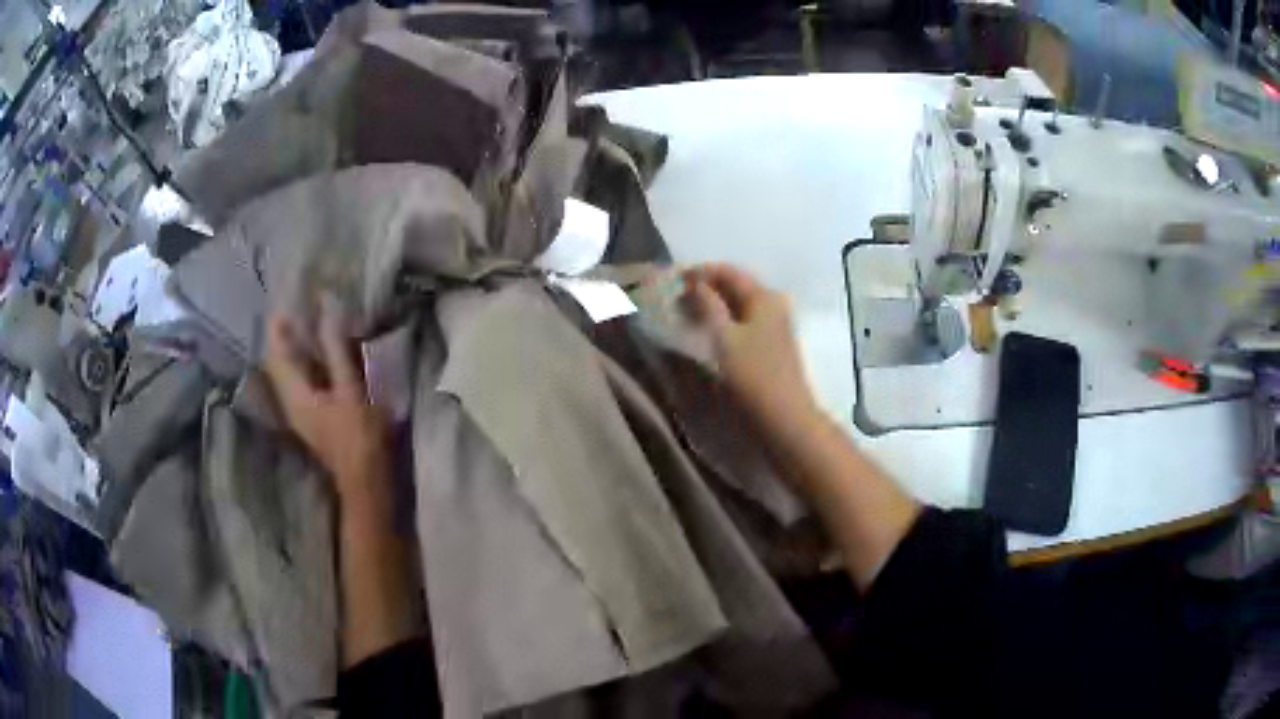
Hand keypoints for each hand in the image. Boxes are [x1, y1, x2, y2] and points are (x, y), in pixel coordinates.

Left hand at [262, 302, 391, 513]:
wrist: (366, 479)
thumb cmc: (360, 435)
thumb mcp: (351, 389)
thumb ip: (337, 351)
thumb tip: (327, 313)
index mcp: (295, 395)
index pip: (276, 354)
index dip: (277, 327)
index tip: (287, 302)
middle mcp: (290, 402)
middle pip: (277, 363)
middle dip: (283, 336)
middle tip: (300, 309)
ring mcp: (299, 412)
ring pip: (287, 373)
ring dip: (294, 349)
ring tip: (310, 325)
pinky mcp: (310, 417)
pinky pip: (299, 382)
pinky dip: (304, 364)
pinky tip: (319, 355)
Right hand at [683, 263, 818, 430]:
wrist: (785, 416)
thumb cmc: (753, 375)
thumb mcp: (724, 337)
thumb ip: (708, 305)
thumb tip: (694, 283)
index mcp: (763, 296)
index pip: (727, 271)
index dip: (698, 272)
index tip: (672, 280)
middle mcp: (773, 303)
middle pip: (734, 285)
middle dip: (704, 288)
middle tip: (674, 298)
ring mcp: (775, 323)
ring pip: (738, 303)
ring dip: (712, 304)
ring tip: (685, 313)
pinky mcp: (772, 342)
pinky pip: (743, 319)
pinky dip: (723, 319)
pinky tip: (706, 329)